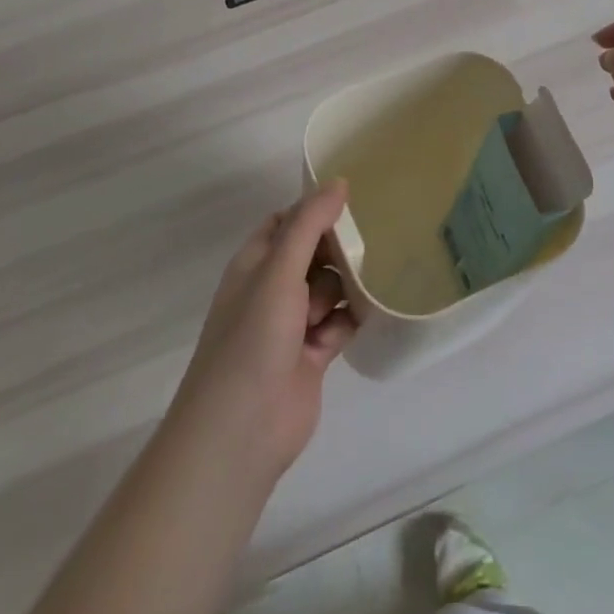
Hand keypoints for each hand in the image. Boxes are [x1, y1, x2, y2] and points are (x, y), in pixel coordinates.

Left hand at [169, 181, 356, 483]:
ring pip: (330, 287)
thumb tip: (339, 182)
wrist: (241, 431)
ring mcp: (292, 323)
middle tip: (370, 242)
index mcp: (255, 264)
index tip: (353, 202)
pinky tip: (373, 311)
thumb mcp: (280, 270)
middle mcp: (272, 289)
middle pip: (313, 253)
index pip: (287, 222)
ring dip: (347, 286)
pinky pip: (340, 322)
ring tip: (365, 285)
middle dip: (338, 249)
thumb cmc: (253, 338)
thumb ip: (309, 224)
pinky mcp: (313, 354)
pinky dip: (352, 318)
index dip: (315, 211)